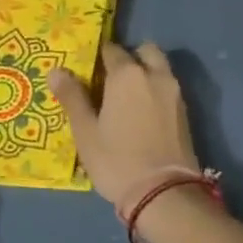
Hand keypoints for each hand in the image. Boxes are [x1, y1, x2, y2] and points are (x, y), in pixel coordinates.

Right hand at [50, 42, 198, 207]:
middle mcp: (154, 75)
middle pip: (145, 51)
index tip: (89, 70)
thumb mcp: (86, 132)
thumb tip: (56, 70)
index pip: (111, 50)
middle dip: (130, 58)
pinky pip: (168, 88)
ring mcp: (174, 92)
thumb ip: (72, 97)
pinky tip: (143, 113)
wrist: (165, 192)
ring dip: (146, 73)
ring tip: (127, 98)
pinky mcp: (185, 111)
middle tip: (112, 80)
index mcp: (127, 74)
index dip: (99, 57)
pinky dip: (156, 90)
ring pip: (160, 68)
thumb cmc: (117, 160)